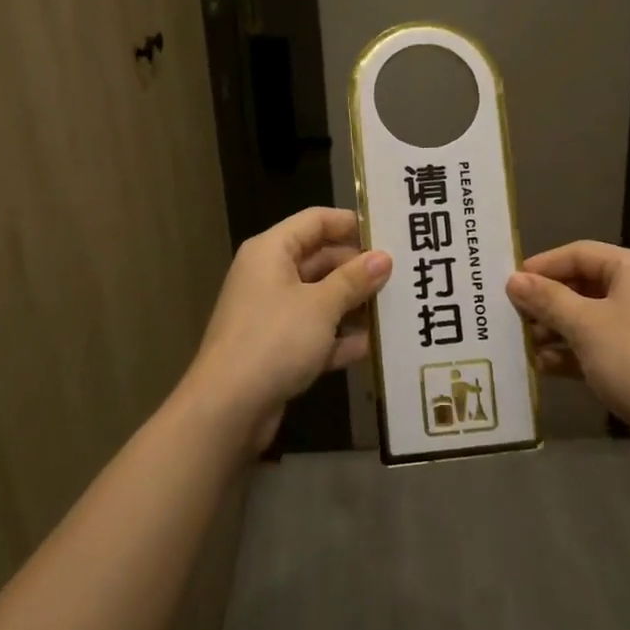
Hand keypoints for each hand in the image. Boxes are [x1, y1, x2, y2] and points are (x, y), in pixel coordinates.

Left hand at [186, 208, 392, 452]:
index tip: (389, 233)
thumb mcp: (321, 305)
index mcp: (272, 251)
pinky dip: (339, 338)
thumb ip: (354, 279)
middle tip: (402, 275)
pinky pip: (314, 333)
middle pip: (320, 259)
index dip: (351, 223)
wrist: (227, 408)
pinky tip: (373, 347)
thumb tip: (383, 258)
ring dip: (353, 305)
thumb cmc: (274, 340)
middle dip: (358, 269)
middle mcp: (269, 275)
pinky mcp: (276, 348)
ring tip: (397, 308)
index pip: (316, 220)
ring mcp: (271, 313)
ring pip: (320, 298)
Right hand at [505, 242, 629, 435]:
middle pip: (581, 285)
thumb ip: (547, 299)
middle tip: (510, 317)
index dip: (542, 266)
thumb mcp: (584, 325)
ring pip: (586, 318)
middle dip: (545, 302)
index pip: (579, 253)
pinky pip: (596, 346)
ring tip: (523, 345)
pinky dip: (570, 353)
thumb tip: (514, 279)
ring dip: (554, 330)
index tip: (508, 284)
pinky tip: (543, 367)